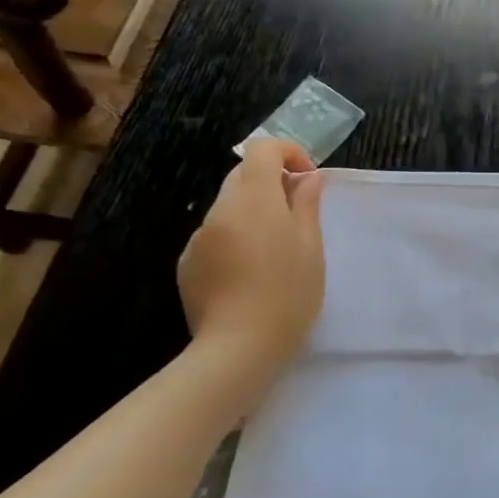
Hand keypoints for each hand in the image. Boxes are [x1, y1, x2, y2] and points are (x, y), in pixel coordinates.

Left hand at [177, 139, 326, 391]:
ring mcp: (199, 237)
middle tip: (296, 217)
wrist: (238, 349)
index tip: (306, 180)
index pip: (262, 149)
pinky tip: (247, 275)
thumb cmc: (288, 293)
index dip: (287, 153)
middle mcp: (221, 210)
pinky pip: (214, 237)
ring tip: (273, 253)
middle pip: (243, 176)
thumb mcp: (311, 247)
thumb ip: (306, 204)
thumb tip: (306, 178)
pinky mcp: (187, 264)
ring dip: (252, 215)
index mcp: (255, 198)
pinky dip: (233, 241)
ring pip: (229, 209)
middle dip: (270, 184)